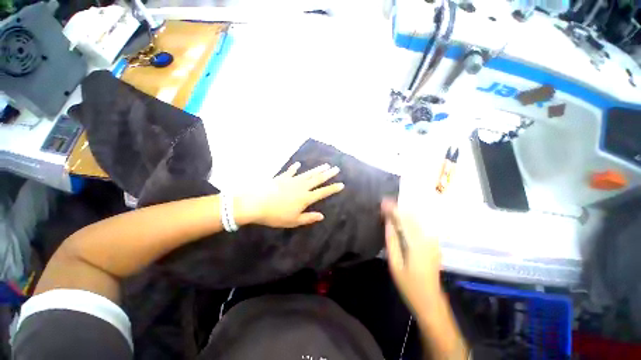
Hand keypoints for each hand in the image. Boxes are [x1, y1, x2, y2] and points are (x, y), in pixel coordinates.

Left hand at [237, 162, 344, 227]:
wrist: (256, 203)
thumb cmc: (276, 215)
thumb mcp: (294, 221)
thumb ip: (308, 218)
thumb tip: (322, 216)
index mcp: (305, 198)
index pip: (323, 192)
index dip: (333, 189)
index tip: (341, 184)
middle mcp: (301, 187)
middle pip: (317, 179)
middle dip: (328, 174)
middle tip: (336, 168)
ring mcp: (292, 180)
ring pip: (308, 173)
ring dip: (317, 169)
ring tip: (325, 165)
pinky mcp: (282, 177)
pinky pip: (290, 171)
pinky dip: (294, 168)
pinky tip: (298, 164)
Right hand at [381, 198, 441, 314]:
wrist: (430, 300)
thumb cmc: (409, 285)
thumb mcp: (395, 264)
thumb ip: (391, 241)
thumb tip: (388, 223)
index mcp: (417, 244)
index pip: (404, 220)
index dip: (393, 209)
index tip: (382, 202)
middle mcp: (428, 239)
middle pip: (412, 217)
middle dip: (398, 207)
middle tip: (384, 203)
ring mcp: (433, 241)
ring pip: (418, 219)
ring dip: (404, 211)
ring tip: (391, 208)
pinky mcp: (434, 244)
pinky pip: (421, 225)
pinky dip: (410, 219)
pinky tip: (402, 218)